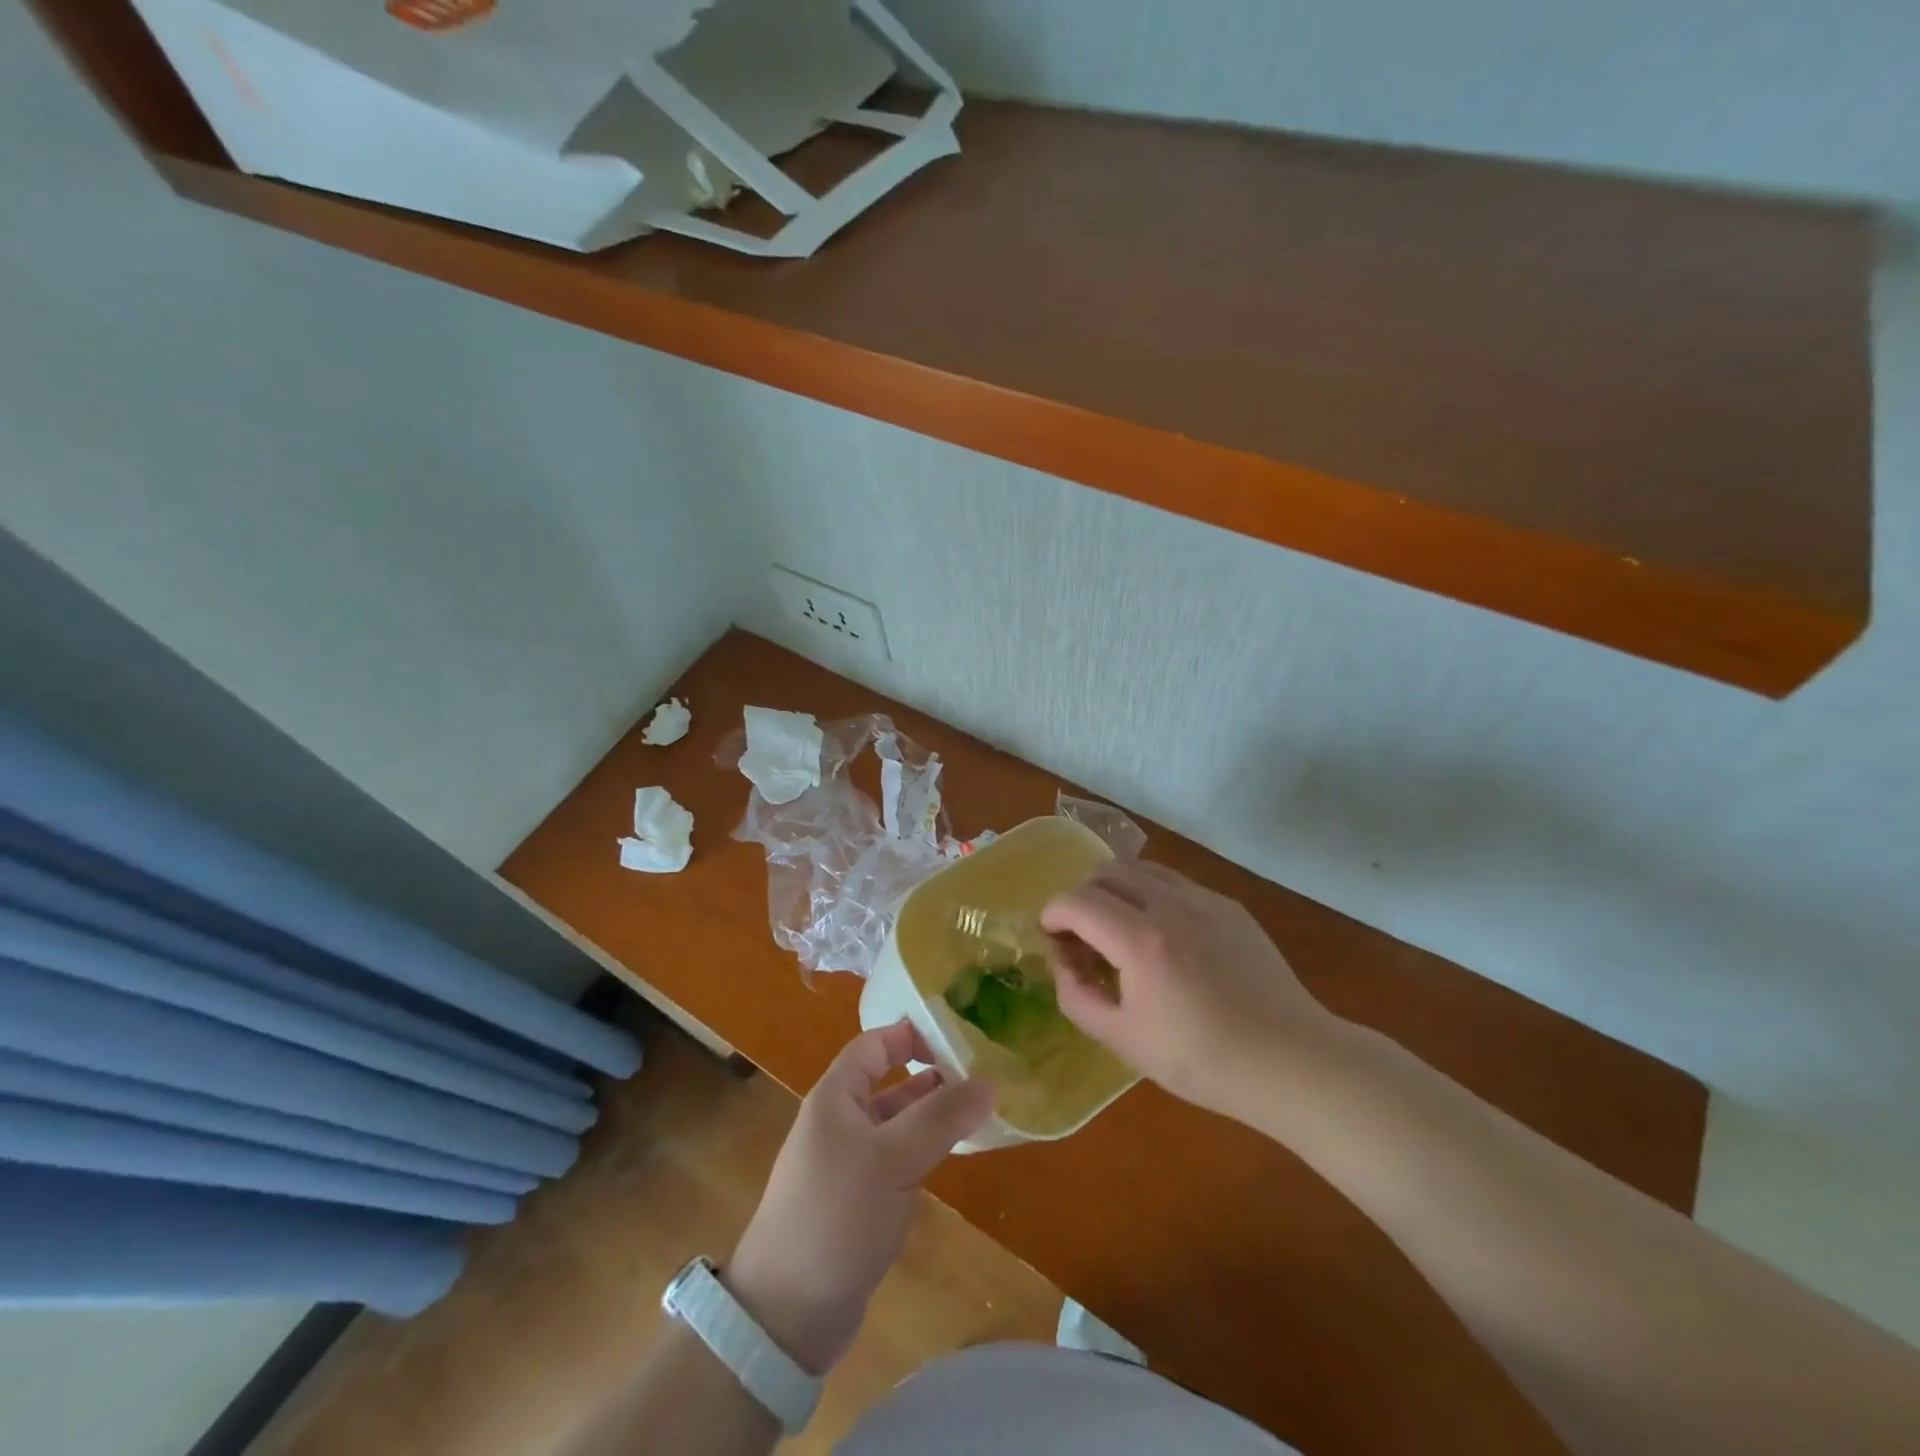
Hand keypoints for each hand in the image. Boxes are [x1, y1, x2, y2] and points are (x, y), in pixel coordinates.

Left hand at [727, 1022, 995, 1374]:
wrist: (786, 1314)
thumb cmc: (836, 1216)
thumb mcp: (893, 1160)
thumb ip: (941, 1118)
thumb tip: (990, 1082)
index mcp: (835, 1097)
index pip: (875, 1045)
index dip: (912, 1034)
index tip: (959, 1034)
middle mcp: (838, 1122)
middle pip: (888, 1082)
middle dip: (930, 1075)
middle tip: (981, 1072)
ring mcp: (846, 1163)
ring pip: (895, 1123)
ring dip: (930, 1115)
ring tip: (977, 1110)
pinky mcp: (856, 1201)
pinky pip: (895, 1160)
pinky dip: (922, 1151)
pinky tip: (951, 1156)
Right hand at [1041, 861, 1341, 1117]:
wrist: (1291, 1061)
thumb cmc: (1202, 1059)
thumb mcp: (1123, 1040)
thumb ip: (1077, 996)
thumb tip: (1062, 962)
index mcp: (1140, 940)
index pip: (1075, 901)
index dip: (1052, 915)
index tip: (1052, 940)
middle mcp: (1169, 904)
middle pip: (1105, 872)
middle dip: (1080, 897)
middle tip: (1081, 936)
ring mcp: (1204, 900)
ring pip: (1141, 869)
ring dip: (1115, 890)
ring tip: (1118, 930)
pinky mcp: (1230, 907)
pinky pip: (1175, 883)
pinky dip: (1150, 895)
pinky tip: (1163, 937)